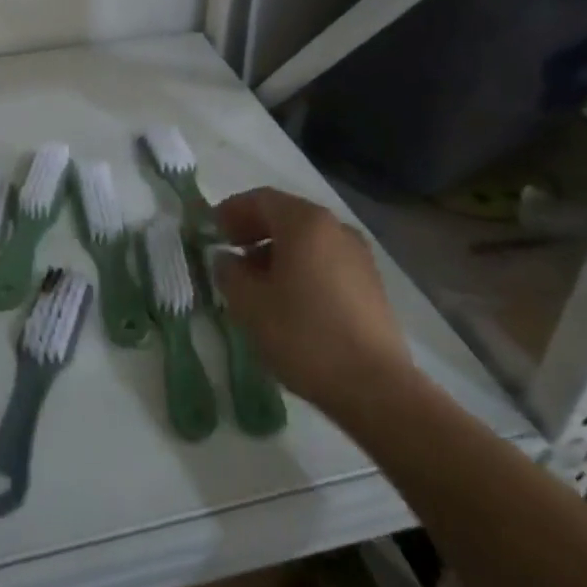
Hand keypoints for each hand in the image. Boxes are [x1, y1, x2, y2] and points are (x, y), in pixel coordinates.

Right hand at [212, 188, 413, 412]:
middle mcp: (336, 228)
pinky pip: (326, 261)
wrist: (375, 387)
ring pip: (308, 240)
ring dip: (277, 250)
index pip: (261, 199)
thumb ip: (229, 272)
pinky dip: (301, 267)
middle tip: (229, 250)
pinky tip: (288, 298)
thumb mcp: (249, 304)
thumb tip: (226, 259)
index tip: (211, 229)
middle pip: (287, 216)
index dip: (231, 210)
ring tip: (255, 280)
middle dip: (254, 229)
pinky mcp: (371, 284)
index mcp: (305, 223)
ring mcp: (359, 256)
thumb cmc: (303, 335)